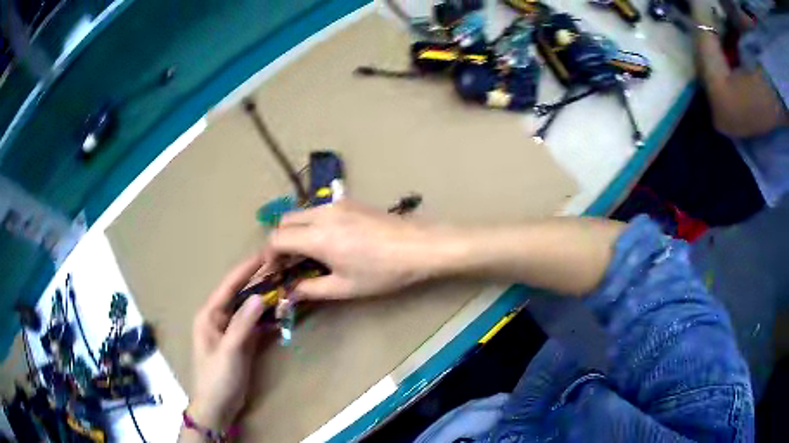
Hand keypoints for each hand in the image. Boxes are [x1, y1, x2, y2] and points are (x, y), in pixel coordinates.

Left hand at [188, 255, 268, 430]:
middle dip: (258, 283)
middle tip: (280, 270)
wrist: (217, 406)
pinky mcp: (240, 343)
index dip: (246, 270)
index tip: (264, 255)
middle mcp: (218, 318)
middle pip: (239, 295)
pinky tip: (280, 315)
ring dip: (265, 301)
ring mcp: (230, 331)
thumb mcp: (230, 351)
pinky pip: (254, 325)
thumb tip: (260, 296)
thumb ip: (243, 324)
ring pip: (248, 309)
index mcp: (209, 315)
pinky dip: (267, 320)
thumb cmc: (217, 378)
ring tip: (284, 288)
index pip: (228, 286)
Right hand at [264, 201, 449, 299]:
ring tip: (306, 255)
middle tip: (288, 264)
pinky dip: (311, 224)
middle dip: (279, 242)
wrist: (420, 246)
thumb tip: (290, 291)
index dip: (269, 256)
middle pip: (285, 221)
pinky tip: (326, 242)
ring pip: (301, 213)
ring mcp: (337, 204)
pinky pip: (318, 210)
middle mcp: (322, 214)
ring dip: (295, 232)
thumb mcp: (345, 287)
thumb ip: (311, 289)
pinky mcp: (350, 202)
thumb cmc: (383, 271)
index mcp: (317, 236)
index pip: (276, 239)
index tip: (275, 271)